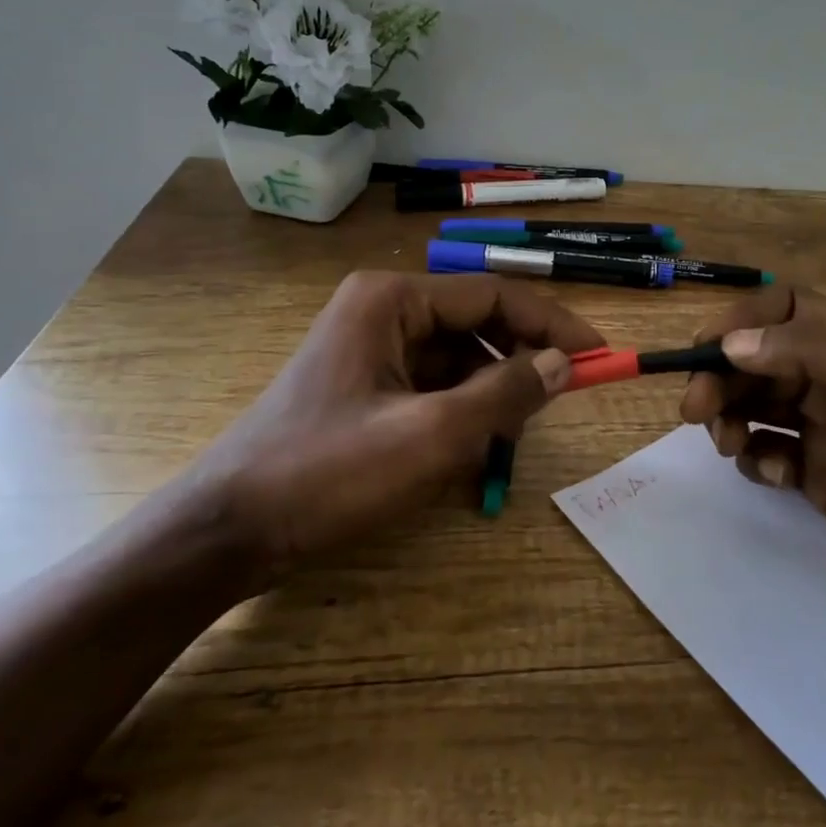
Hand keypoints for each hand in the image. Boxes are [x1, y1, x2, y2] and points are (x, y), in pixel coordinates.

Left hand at [178, 271, 603, 578]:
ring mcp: (370, 349)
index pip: (494, 295)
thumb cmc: (326, 474)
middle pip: (476, 325)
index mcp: (392, 300)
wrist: (227, 531)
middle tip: (558, 404)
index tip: (598, 355)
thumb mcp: (429, 437)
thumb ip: (503, 395)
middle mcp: (382, 310)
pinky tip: (469, 453)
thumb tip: (562, 364)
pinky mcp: (365, 386)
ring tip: (507, 442)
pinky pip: (432, 387)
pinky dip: (460, 414)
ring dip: (490, 396)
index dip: (552, 323)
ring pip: (457, 360)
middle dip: (518, 364)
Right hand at [678, 284, 825, 636]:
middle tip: (694, 409)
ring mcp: (822, 427)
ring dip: (730, 417)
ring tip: (729, 444)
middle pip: (758, 359)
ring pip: (753, 403)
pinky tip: (773, 476)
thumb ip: (814, 353)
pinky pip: (765, 450)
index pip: (785, 310)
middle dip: (722, 377)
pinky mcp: (813, 473)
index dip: (742, 322)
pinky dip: (755, 458)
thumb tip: (733, 344)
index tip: (705, 350)